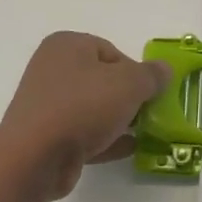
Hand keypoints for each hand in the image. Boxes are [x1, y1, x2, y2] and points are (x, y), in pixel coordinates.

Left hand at [0, 32, 170, 201]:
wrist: (36, 156)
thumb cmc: (83, 106)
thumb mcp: (129, 84)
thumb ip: (151, 75)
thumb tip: (165, 69)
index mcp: (66, 45)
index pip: (111, 51)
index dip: (135, 72)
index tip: (150, 93)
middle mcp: (51, 69)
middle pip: (101, 79)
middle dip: (127, 97)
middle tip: (148, 113)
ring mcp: (46, 104)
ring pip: (92, 107)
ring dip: (117, 119)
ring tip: (142, 133)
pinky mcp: (45, 135)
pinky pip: (82, 132)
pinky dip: (104, 138)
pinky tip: (128, 148)